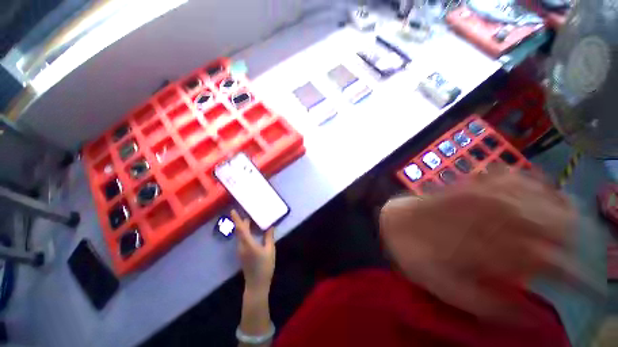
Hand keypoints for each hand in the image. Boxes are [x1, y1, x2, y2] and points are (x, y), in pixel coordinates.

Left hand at [232, 209, 275, 292]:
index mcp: (248, 244)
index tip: (232, 210)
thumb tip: (270, 226)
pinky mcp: (242, 254)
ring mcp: (241, 251)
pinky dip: (246, 233)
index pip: (241, 229)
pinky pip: (243, 240)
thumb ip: (269, 237)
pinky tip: (254, 232)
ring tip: (251, 219)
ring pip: (241, 235)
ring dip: (244, 227)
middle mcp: (241, 246)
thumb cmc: (264, 266)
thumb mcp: (270, 250)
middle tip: (247, 211)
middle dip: (241, 221)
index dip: (237, 219)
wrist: (256, 284)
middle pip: (240, 231)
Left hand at [379, 171, 601, 318]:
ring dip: (561, 210)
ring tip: (568, 224)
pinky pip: (511, 175)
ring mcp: (482, 194)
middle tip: (577, 254)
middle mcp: (494, 217)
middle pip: (557, 223)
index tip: (593, 290)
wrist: (394, 223)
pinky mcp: (470, 183)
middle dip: (576, 240)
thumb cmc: (418, 256)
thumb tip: (534, 317)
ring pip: (541, 195)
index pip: (555, 264)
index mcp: (494, 249)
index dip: (580, 277)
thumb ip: (494, 305)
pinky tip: (537, 193)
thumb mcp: (450, 291)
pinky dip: (532, 184)